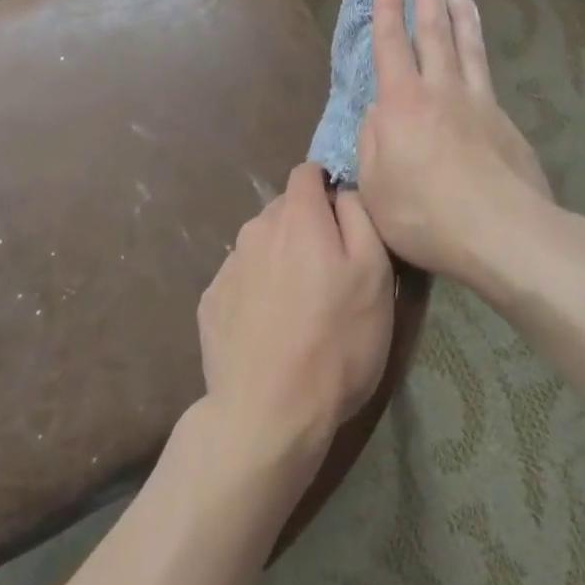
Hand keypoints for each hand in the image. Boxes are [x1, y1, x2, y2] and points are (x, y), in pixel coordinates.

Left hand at [196, 163, 393, 469]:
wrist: (268, 412)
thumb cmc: (336, 341)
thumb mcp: (375, 276)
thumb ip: (360, 218)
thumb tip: (343, 192)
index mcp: (297, 216)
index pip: (307, 172)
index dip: (327, 188)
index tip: (343, 220)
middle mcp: (255, 229)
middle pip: (284, 210)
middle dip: (306, 227)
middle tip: (328, 273)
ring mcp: (228, 265)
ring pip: (261, 244)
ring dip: (280, 259)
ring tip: (299, 306)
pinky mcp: (209, 301)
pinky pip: (241, 279)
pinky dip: (257, 291)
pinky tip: (269, 329)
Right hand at [357, 0, 552, 287]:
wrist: (504, 234)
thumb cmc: (425, 214)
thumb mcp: (375, 187)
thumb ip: (372, 142)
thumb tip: (378, 112)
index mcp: (403, 104)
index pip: (390, 46)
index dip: (386, 12)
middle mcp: (441, 91)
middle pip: (433, 33)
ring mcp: (479, 103)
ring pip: (468, 46)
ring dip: (460, 13)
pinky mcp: (505, 121)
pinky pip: (487, 74)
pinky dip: (480, 51)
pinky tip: (479, 51)